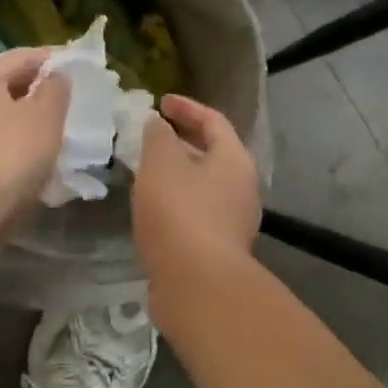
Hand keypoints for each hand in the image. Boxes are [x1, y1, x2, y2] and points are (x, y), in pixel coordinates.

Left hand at [0, 47, 69, 203]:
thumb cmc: (8, 153)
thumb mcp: (45, 116)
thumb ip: (56, 89)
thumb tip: (55, 77)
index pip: (23, 56)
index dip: (55, 60)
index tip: (82, 70)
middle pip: (8, 86)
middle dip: (41, 94)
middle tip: (74, 104)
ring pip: (2, 118)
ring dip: (28, 123)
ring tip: (61, 134)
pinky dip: (15, 147)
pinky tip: (37, 161)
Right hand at [132, 94, 261, 275]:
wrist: (197, 285)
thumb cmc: (180, 212)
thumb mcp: (161, 163)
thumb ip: (158, 136)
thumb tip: (158, 124)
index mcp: (234, 160)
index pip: (213, 121)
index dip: (186, 107)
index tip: (160, 102)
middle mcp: (241, 187)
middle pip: (212, 152)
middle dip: (181, 140)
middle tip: (152, 134)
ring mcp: (232, 220)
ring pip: (202, 183)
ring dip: (177, 172)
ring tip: (145, 168)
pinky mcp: (217, 247)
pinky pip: (196, 210)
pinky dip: (175, 199)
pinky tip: (152, 206)